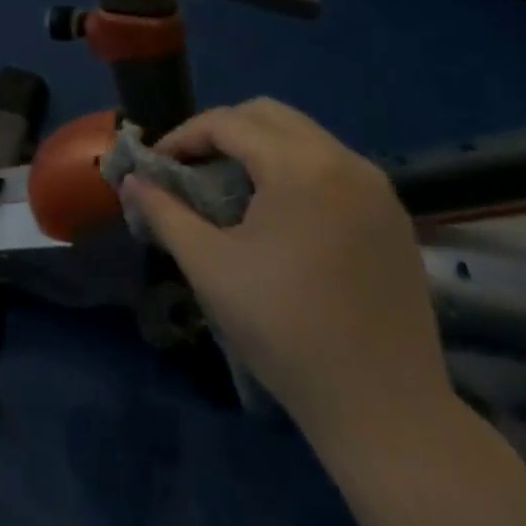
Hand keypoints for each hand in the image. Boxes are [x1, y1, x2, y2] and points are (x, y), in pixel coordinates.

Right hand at [120, 99, 447, 442]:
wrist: (386, 410)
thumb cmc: (285, 329)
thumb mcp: (209, 266)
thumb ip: (164, 212)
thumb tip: (131, 180)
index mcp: (299, 167)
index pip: (228, 122)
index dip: (184, 136)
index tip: (157, 164)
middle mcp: (344, 161)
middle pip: (269, 115)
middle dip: (222, 131)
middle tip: (191, 167)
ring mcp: (377, 188)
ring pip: (304, 136)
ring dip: (260, 147)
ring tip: (230, 187)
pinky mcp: (393, 217)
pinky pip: (333, 165)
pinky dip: (295, 168)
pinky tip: (278, 212)